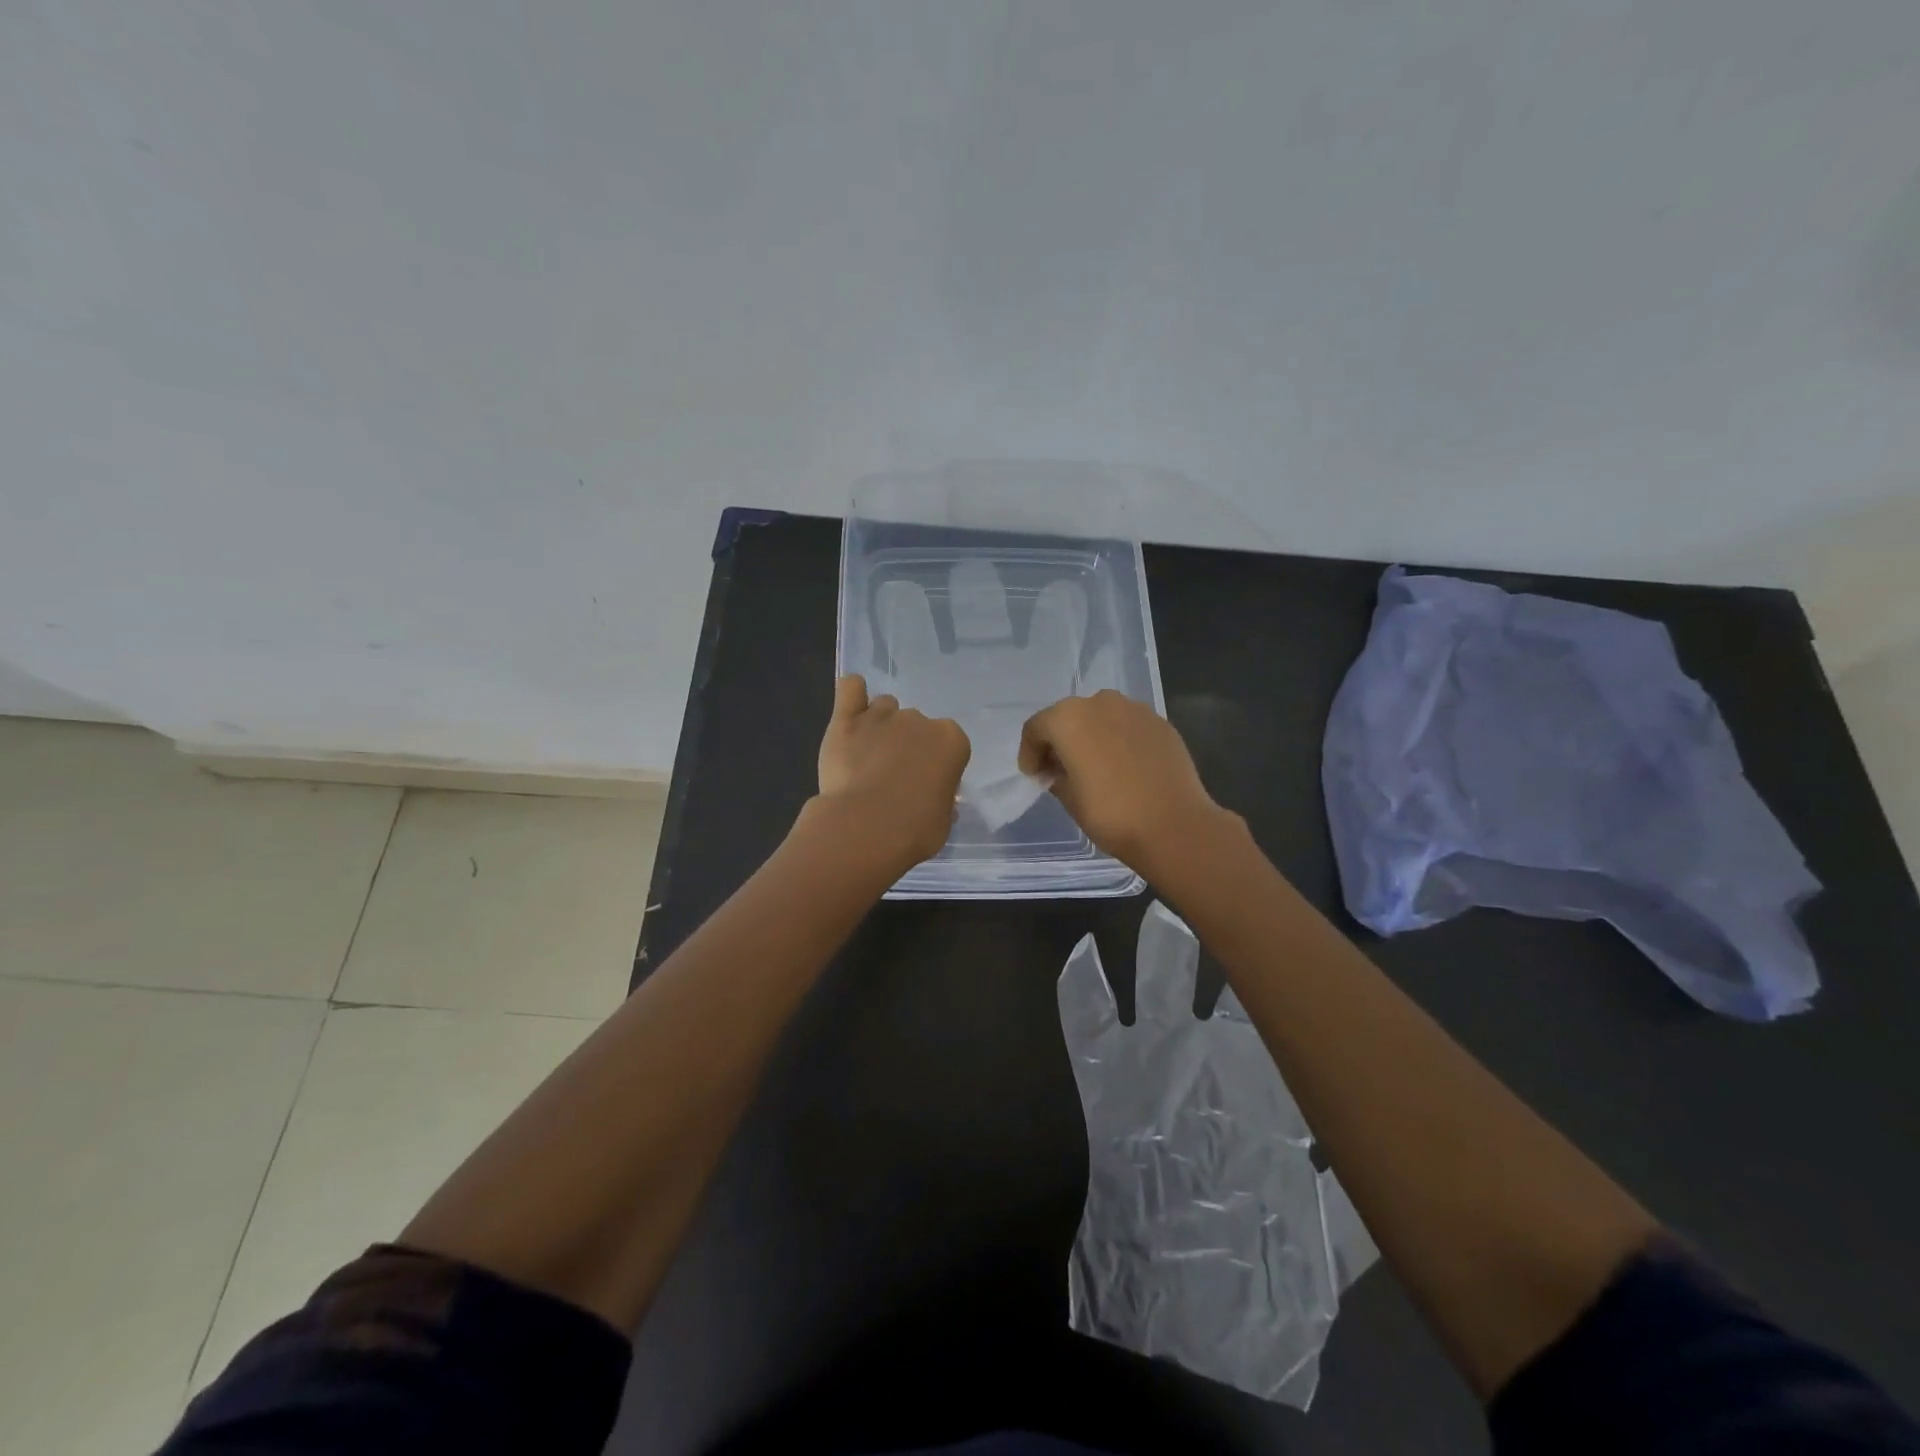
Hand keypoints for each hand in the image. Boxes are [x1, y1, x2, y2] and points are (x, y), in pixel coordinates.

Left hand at [815, 675, 970, 869]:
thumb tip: (932, 799)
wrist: (866, 828)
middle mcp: (919, 720)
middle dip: (906, 745)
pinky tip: (851, 710)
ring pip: (884, 707)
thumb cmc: (914, 831)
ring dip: (880, 725)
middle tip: (892, 777)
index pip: (948, 743)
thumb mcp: (943, 821)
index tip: (924, 786)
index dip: (935, 764)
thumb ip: (940, 800)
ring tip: (867, 755)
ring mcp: (881, 716)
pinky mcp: (846, 719)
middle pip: (915, 724)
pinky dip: (852, 694)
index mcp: (951, 740)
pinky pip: (851, 688)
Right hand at [1019, 690, 1226, 877]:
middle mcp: (1100, 703)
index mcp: (1069, 718)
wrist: (1174, 825)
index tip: (1035, 775)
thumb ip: (1056, 776)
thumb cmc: (1110, 814)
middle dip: (1061, 740)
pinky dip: (1119, 740)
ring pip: (1101, 717)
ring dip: (1091, 736)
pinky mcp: (1160, 723)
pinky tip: (1124, 767)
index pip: (1037, 727)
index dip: (1030, 752)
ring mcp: (1135, 710)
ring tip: (1095, 767)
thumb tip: (1058, 770)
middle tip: (1060, 770)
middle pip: (1069, 716)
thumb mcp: (1069, 799)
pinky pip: (1128, 726)